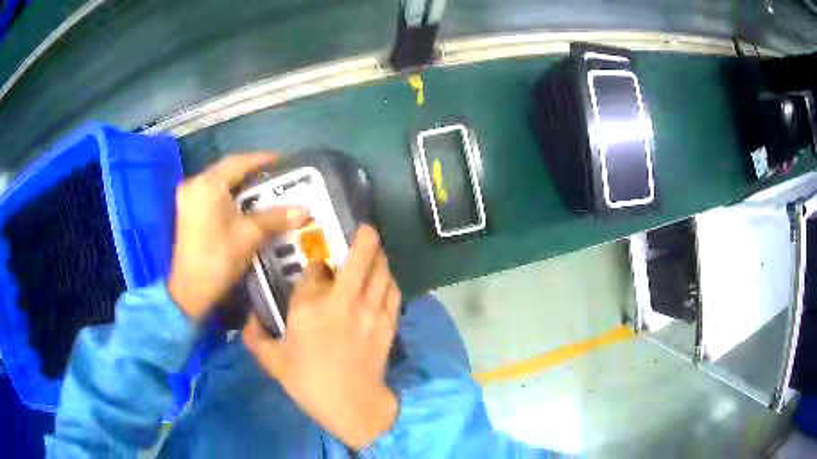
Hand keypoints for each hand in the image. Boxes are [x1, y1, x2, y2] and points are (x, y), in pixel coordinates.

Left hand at [168, 153, 308, 320]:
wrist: (190, 290)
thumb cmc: (218, 259)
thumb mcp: (249, 235)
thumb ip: (275, 218)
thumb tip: (305, 210)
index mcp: (208, 184)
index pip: (239, 162)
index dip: (261, 159)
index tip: (282, 161)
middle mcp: (195, 183)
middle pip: (226, 170)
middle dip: (250, 171)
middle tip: (274, 176)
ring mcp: (188, 197)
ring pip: (218, 181)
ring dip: (239, 184)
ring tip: (261, 189)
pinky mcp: (186, 211)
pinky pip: (210, 192)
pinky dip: (227, 194)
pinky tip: (241, 203)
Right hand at [242, 225, 401, 449]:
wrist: (351, 404)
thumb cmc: (308, 382)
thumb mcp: (272, 361)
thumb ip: (254, 337)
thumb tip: (248, 319)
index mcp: (310, 307)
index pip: (314, 271)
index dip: (315, 266)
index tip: (316, 269)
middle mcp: (343, 301)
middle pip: (358, 258)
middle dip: (364, 239)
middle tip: (365, 230)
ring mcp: (369, 311)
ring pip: (381, 271)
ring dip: (379, 257)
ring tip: (376, 251)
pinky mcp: (387, 323)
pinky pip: (392, 291)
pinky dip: (390, 280)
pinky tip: (385, 279)